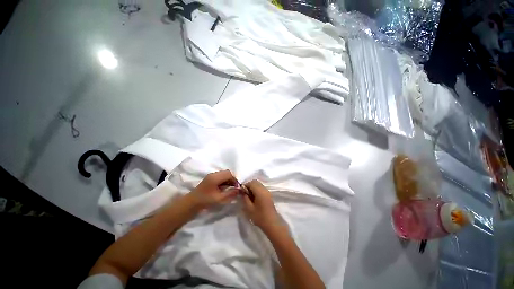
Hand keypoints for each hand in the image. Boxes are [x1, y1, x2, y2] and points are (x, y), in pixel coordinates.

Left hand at [186, 170, 238, 210]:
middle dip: (232, 179)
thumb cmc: (205, 201)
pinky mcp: (209, 179)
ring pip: (223, 174)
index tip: (237, 188)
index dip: (234, 180)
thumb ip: (230, 193)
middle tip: (234, 187)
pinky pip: (220, 176)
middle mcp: (213, 174)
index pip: (229, 174)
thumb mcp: (219, 199)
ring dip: (228, 179)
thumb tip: (239, 189)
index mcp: (215, 177)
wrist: (191, 203)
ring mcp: (210, 176)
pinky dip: (224, 180)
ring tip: (229, 188)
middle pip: (227, 172)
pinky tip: (224, 188)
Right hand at [242, 180, 280, 232]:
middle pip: (255, 182)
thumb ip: (245, 198)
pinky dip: (256, 190)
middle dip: (249, 185)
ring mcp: (267, 191)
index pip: (251, 182)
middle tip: (244, 194)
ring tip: (249, 197)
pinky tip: (254, 198)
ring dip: (253, 188)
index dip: (245, 185)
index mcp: (260, 191)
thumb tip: (242, 191)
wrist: (272, 223)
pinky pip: (261, 188)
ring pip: (258, 185)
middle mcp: (264, 189)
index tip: (241, 192)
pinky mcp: (269, 195)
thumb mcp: (249, 208)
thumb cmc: (259, 216)